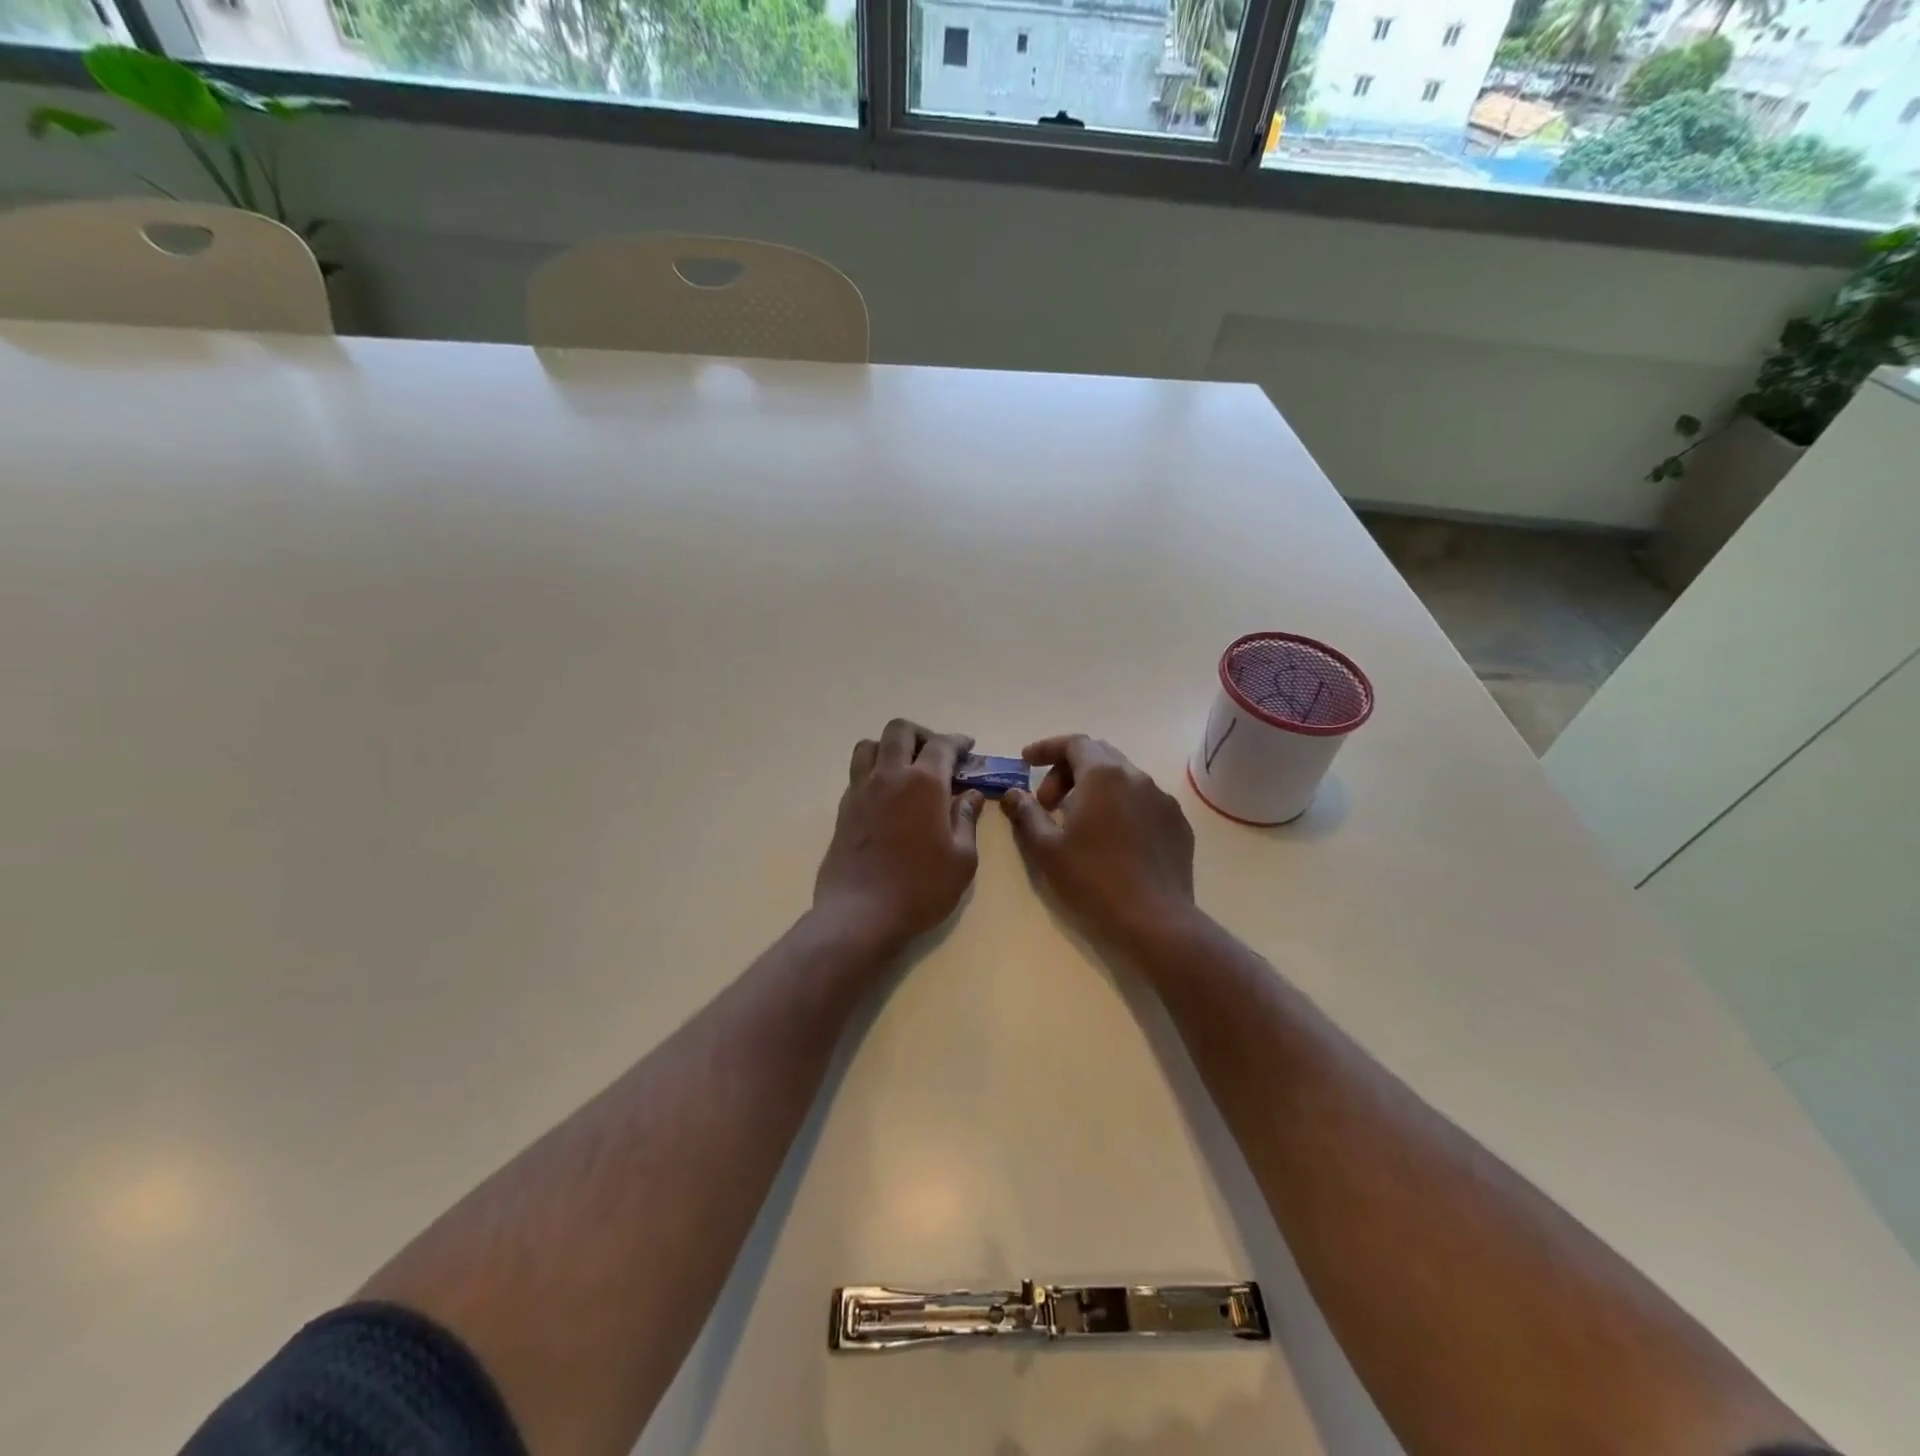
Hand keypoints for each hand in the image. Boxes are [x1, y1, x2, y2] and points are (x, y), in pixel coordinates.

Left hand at [813, 719, 984, 953]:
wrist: (860, 914)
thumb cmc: (921, 888)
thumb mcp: (962, 859)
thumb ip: (967, 820)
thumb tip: (971, 795)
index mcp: (924, 783)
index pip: (942, 745)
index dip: (958, 742)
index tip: (968, 748)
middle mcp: (890, 776)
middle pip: (900, 731)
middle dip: (922, 734)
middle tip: (937, 754)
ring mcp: (861, 790)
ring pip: (870, 745)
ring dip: (890, 746)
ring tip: (905, 768)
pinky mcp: (843, 809)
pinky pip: (857, 772)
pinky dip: (874, 770)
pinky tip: (887, 795)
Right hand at [1001, 735, 1195, 952]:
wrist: (1156, 921)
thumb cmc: (1094, 880)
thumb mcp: (1047, 849)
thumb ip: (1026, 814)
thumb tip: (1013, 794)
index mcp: (1103, 776)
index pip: (1074, 743)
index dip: (1046, 748)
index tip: (1026, 762)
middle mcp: (1137, 777)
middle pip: (1098, 755)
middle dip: (1067, 770)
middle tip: (1047, 802)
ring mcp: (1163, 800)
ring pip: (1123, 778)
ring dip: (1095, 788)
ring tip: (1078, 821)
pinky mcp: (1178, 824)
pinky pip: (1144, 801)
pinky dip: (1120, 806)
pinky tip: (1112, 839)